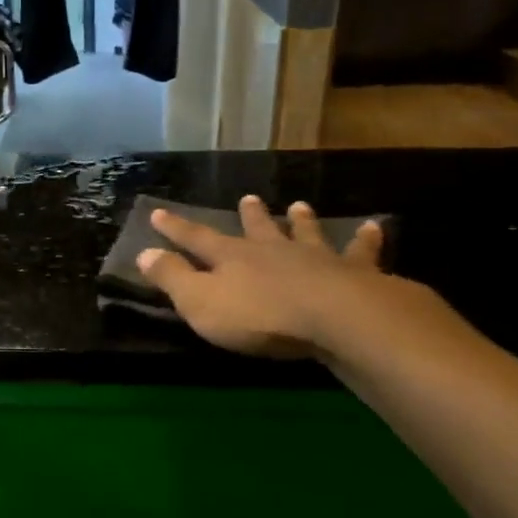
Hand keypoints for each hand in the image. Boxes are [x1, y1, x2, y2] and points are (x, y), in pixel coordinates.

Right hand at [137, 196, 460, 366]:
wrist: (333, 318)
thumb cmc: (259, 316)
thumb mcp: (200, 303)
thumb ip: (173, 278)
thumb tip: (143, 253)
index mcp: (232, 258)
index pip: (197, 239)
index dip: (176, 228)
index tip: (159, 212)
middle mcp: (272, 250)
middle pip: (257, 229)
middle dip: (249, 216)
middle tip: (248, 198)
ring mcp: (314, 259)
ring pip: (305, 233)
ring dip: (301, 220)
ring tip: (300, 205)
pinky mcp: (353, 274)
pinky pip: (361, 252)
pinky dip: (366, 240)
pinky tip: (374, 227)